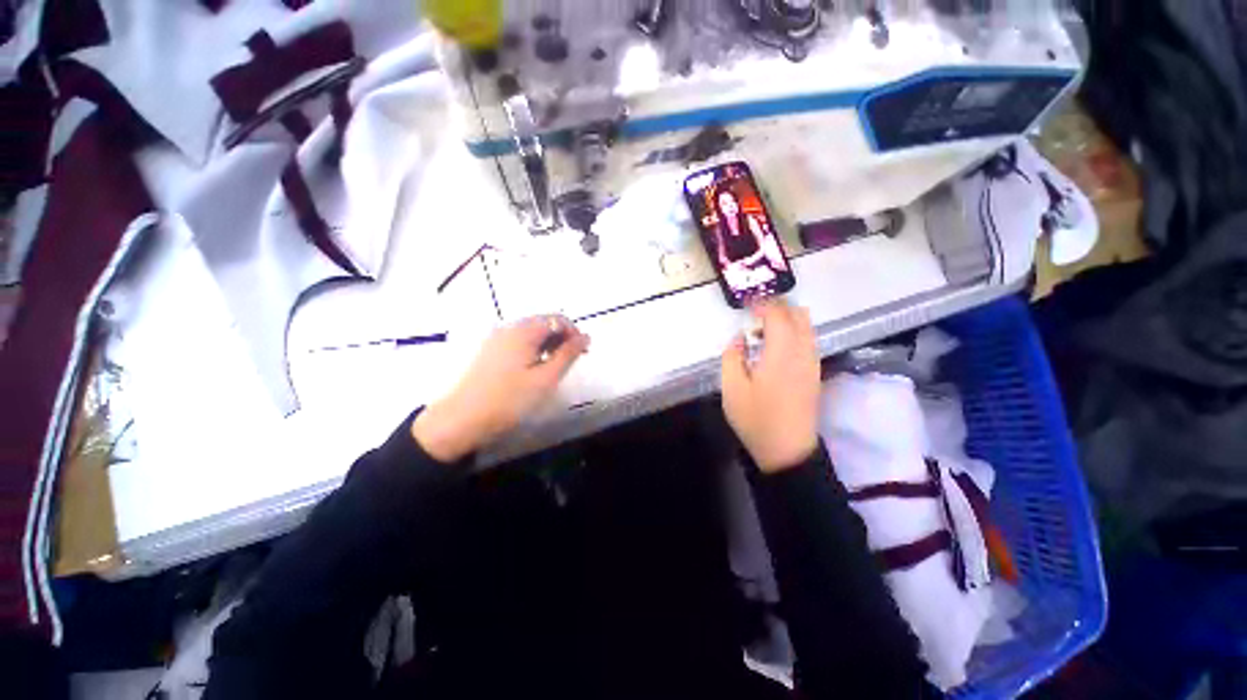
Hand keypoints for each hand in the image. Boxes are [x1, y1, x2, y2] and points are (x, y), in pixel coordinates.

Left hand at [412, 315, 589, 461]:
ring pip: (531, 333)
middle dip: (562, 338)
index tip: (583, 353)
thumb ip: (568, 354)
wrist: (462, 420)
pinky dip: (534, 349)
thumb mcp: (546, 378)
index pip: (557, 319)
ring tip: (556, 367)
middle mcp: (509, 328)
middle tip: (572, 361)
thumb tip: (585, 336)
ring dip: (549, 344)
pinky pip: (519, 341)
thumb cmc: (509, 399)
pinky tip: (535, 369)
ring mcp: (496, 339)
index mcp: (523, 331)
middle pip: (544, 323)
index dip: (574, 332)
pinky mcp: (490, 351)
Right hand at [721, 300, 820, 472]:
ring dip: (787, 320)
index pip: (778, 314)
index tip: (746, 307)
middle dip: (777, 308)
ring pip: (807, 327)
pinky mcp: (815, 373)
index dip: (762, 305)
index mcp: (781, 353)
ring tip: (763, 332)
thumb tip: (739, 338)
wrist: (787, 451)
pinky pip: (808, 341)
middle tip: (754, 316)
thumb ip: (732, 356)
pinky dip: (794, 333)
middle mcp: (803, 352)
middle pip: (799, 315)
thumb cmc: (756, 419)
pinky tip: (775, 348)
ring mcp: (812, 363)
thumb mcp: (731, 388)